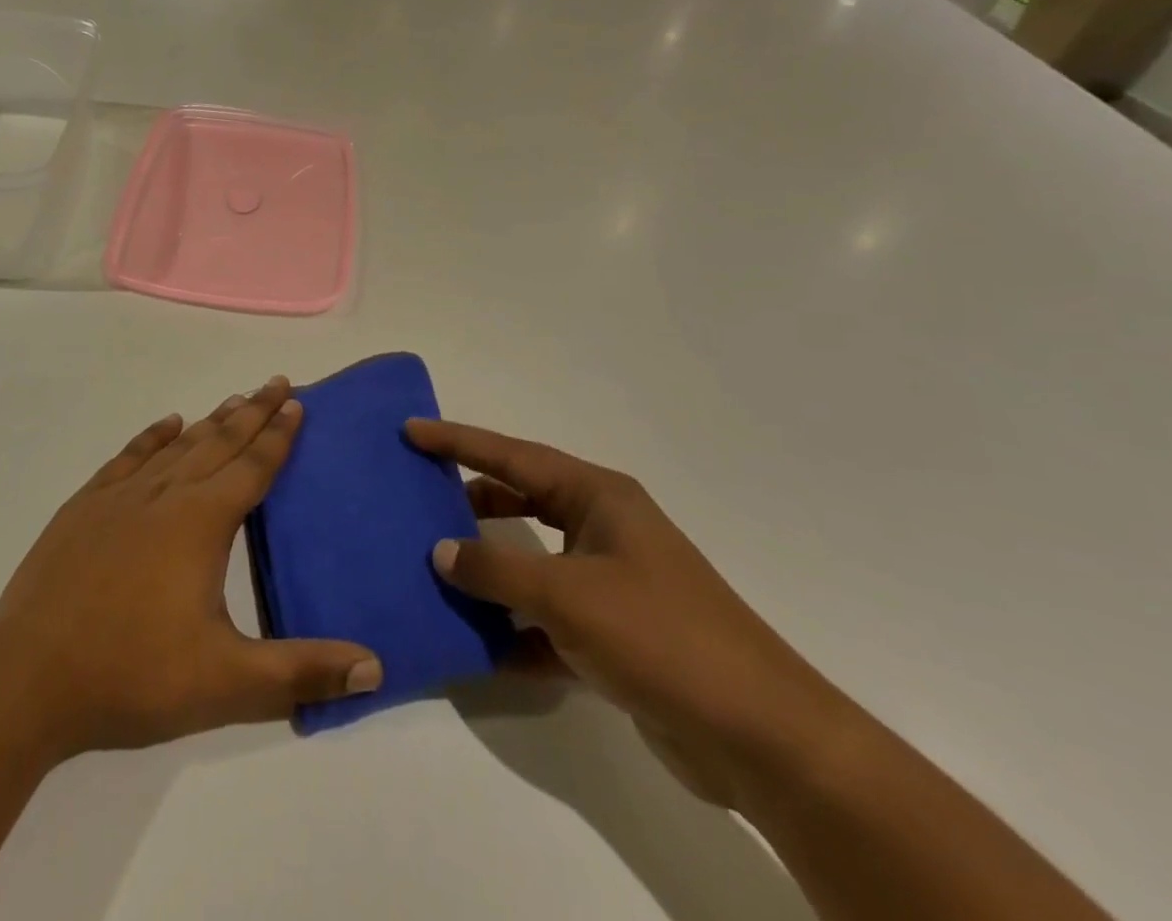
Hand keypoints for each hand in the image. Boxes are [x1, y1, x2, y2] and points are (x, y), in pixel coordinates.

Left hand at [0, 377, 382, 760]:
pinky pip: (128, 458)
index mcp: (201, 523)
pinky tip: (167, 425)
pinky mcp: (83, 508)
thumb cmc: (133, 677)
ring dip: (210, 422)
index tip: (296, 401)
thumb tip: (376, 667)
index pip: (252, 467)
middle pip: (219, 442)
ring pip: (177, 445)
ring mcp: (119, 497)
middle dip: (252, 411)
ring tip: (234, 400)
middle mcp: (164, 495)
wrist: (28, 679)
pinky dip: (152, 437)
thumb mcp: (227, 684)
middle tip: (276, 381)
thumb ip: (302, 672)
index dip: (278, 434)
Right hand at [407, 418, 858, 810]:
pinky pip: (545, 619)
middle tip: (416, 495)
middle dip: (470, 500)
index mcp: (598, 498)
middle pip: (521, 501)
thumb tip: (441, 551)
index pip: (512, 456)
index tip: (411, 430)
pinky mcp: (612, 636)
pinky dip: (512, 628)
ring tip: (433, 566)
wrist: (760, 740)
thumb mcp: (567, 595)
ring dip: (488, 569)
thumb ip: (496, 570)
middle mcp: (603, 530)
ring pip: (530, 562)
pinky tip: (473, 644)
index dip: (458, 441)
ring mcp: (609, 583)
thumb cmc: (660, 637)